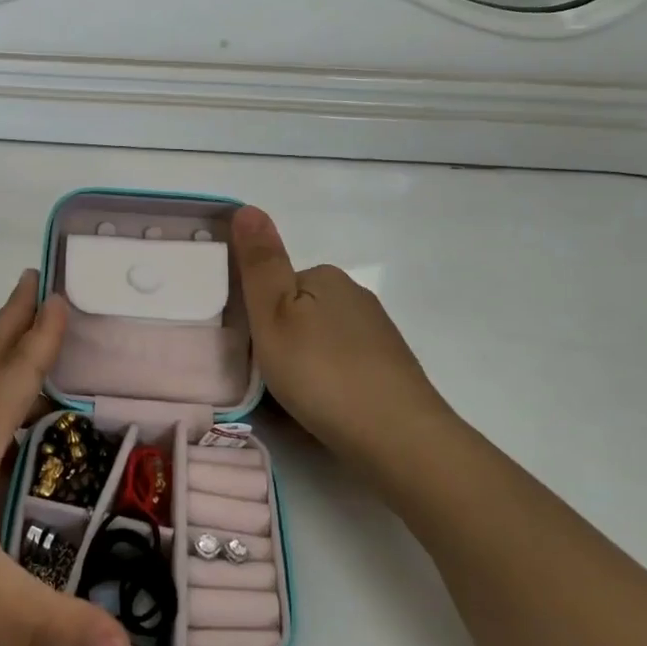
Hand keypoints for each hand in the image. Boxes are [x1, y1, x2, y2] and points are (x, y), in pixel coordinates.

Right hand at [231, 207, 455, 466]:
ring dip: (303, 362)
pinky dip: (327, 382)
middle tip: (266, 375)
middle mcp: (356, 298)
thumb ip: (259, 264)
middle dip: (280, 338)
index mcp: (327, 278)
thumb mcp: (273, 315)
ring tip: (293, 398)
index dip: (257, 313)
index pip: (277, 283)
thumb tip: (247, 207)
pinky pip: (342, 366)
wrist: (398, 438)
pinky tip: (323, 408)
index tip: (251, 347)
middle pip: (299, 311)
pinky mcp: (390, 370)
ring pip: (321, 340)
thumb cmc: (322, 372)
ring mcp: (378, 336)